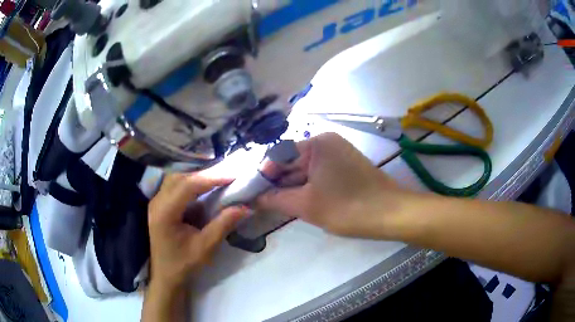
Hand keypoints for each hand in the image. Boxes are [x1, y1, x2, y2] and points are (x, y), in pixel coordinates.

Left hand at [147, 170, 248, 289]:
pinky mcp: (159, 205)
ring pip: (176, 179)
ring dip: (196, 177)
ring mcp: (155, 202)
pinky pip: (174, 186)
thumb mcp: (205, 247)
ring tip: (216, 181)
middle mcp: (157, 202)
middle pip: (180, 178)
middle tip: (226, 177)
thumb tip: (246, 207)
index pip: (187, 185)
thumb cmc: (184, 264)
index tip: (232, 176)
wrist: (166, 276)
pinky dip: (189, 184)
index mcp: (165, 213)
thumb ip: (223, 225)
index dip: (211, 178)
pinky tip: (202, 189)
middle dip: (204, 175)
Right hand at [258, 133, 417, 238]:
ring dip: (290, 188)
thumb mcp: (306, 205)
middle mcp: (326, 142)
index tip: (249, 194)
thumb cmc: (347, 208)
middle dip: (276, 183)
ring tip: (274, 205)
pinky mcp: (344, 167)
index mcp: (316, 143)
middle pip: (291, 162)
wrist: (391, 215)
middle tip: (259, 203)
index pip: (278, 156)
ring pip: (304, 171)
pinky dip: (306, 188)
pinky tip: (297, 202)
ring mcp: (337, 154)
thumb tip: (252, 199)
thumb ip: (275, 199)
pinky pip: (317, 175)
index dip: (262, 176)